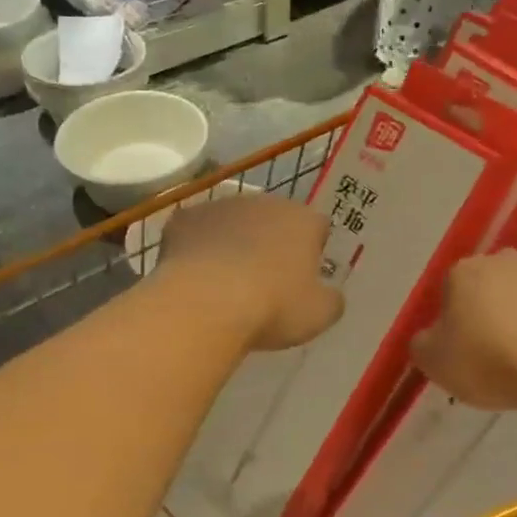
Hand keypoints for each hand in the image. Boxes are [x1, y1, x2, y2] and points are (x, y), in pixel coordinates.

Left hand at [155, 194, 343, 350]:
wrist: (206, 303)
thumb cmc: (273, 306)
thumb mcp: (319, 314)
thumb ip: (331, 299)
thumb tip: (330, 294)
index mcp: (303, 220)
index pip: (318, 227)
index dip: (312, 251)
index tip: (303, 278)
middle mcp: (264, 201)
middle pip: (274, 219)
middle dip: (271, 242)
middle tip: (264, 281)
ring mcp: (221, 206)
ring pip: (233, 222)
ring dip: (233, 242)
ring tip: (225, 282)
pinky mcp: (185, 218)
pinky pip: (196, 232)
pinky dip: (197, 248)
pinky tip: (194, 277)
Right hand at [412, 253, 516, 411]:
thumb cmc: (489, 361)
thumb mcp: (434, 362)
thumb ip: (423, 344)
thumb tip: (429, 337)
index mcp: (463, 273)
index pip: (449, 288)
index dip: (453, 318)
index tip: (461, 347)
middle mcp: (503, 261)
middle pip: (490, 284)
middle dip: (491, 309)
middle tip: (495, 350)